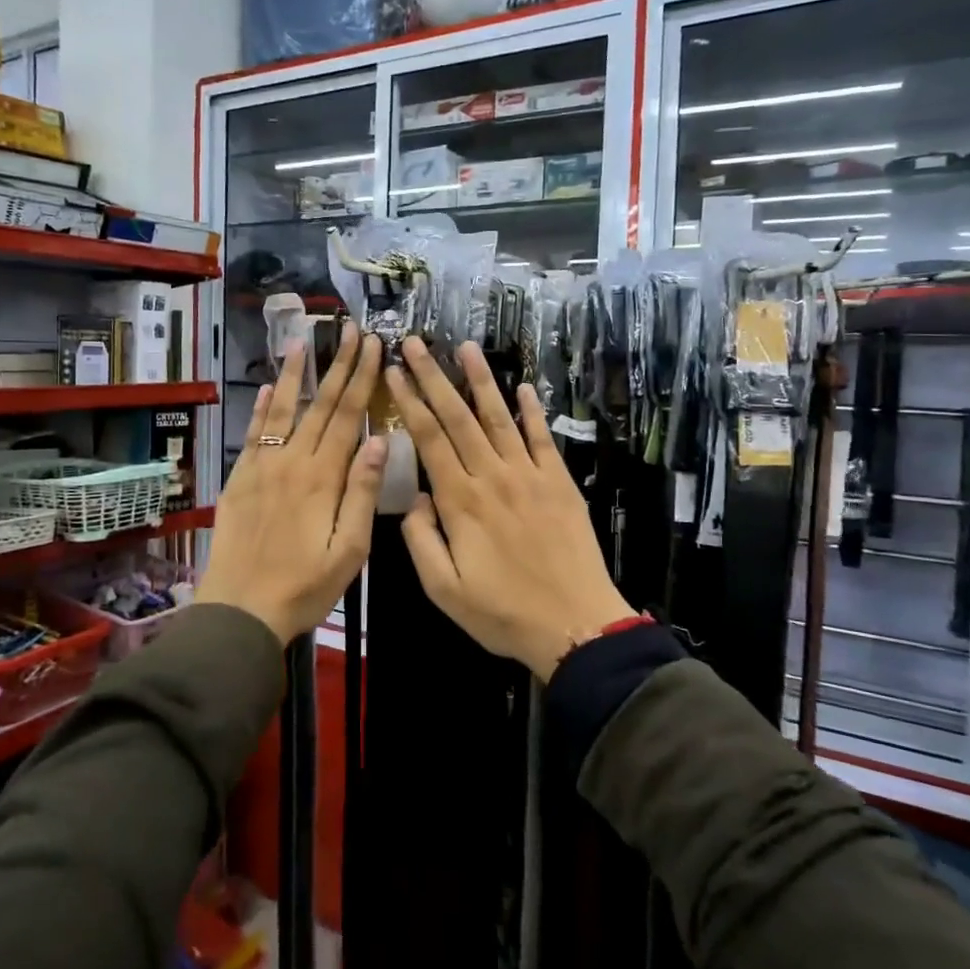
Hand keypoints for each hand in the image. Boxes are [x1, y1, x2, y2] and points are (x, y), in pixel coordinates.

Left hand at [197, 324, 385, 644]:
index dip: (362, 378)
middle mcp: (292, 461)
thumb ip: (363, 492)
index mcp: (324, 477)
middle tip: (349, 329)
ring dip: (296, 375)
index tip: (373, 345)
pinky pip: (254, 433)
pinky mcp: (240, 479)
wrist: (241, 608)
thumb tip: (379, 441)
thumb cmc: (305, 585)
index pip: (348, 416)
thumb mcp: (349, 549)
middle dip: (338, 365)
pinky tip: (270, 387)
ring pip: (283, 410)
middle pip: (320, 405)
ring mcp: (262, 467)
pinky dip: (262, 408)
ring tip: (304, 342)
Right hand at [385, 337, 634, 679]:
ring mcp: (529, 475)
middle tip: (416, 343)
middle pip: (458, 417)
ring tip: (465, 347)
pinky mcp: (559, 483)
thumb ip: (421, 539)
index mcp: (460, 501)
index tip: (394, 371)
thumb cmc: (502, 612)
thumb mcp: (443, 589)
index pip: (429, 439)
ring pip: (499, 417)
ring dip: (481, 380)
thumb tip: (414, 497)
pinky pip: (542, 438)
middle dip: (434, 377)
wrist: (575, 625)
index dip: (410, 402)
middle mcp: (492, 477)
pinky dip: (532, 411)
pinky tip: (523, 387)